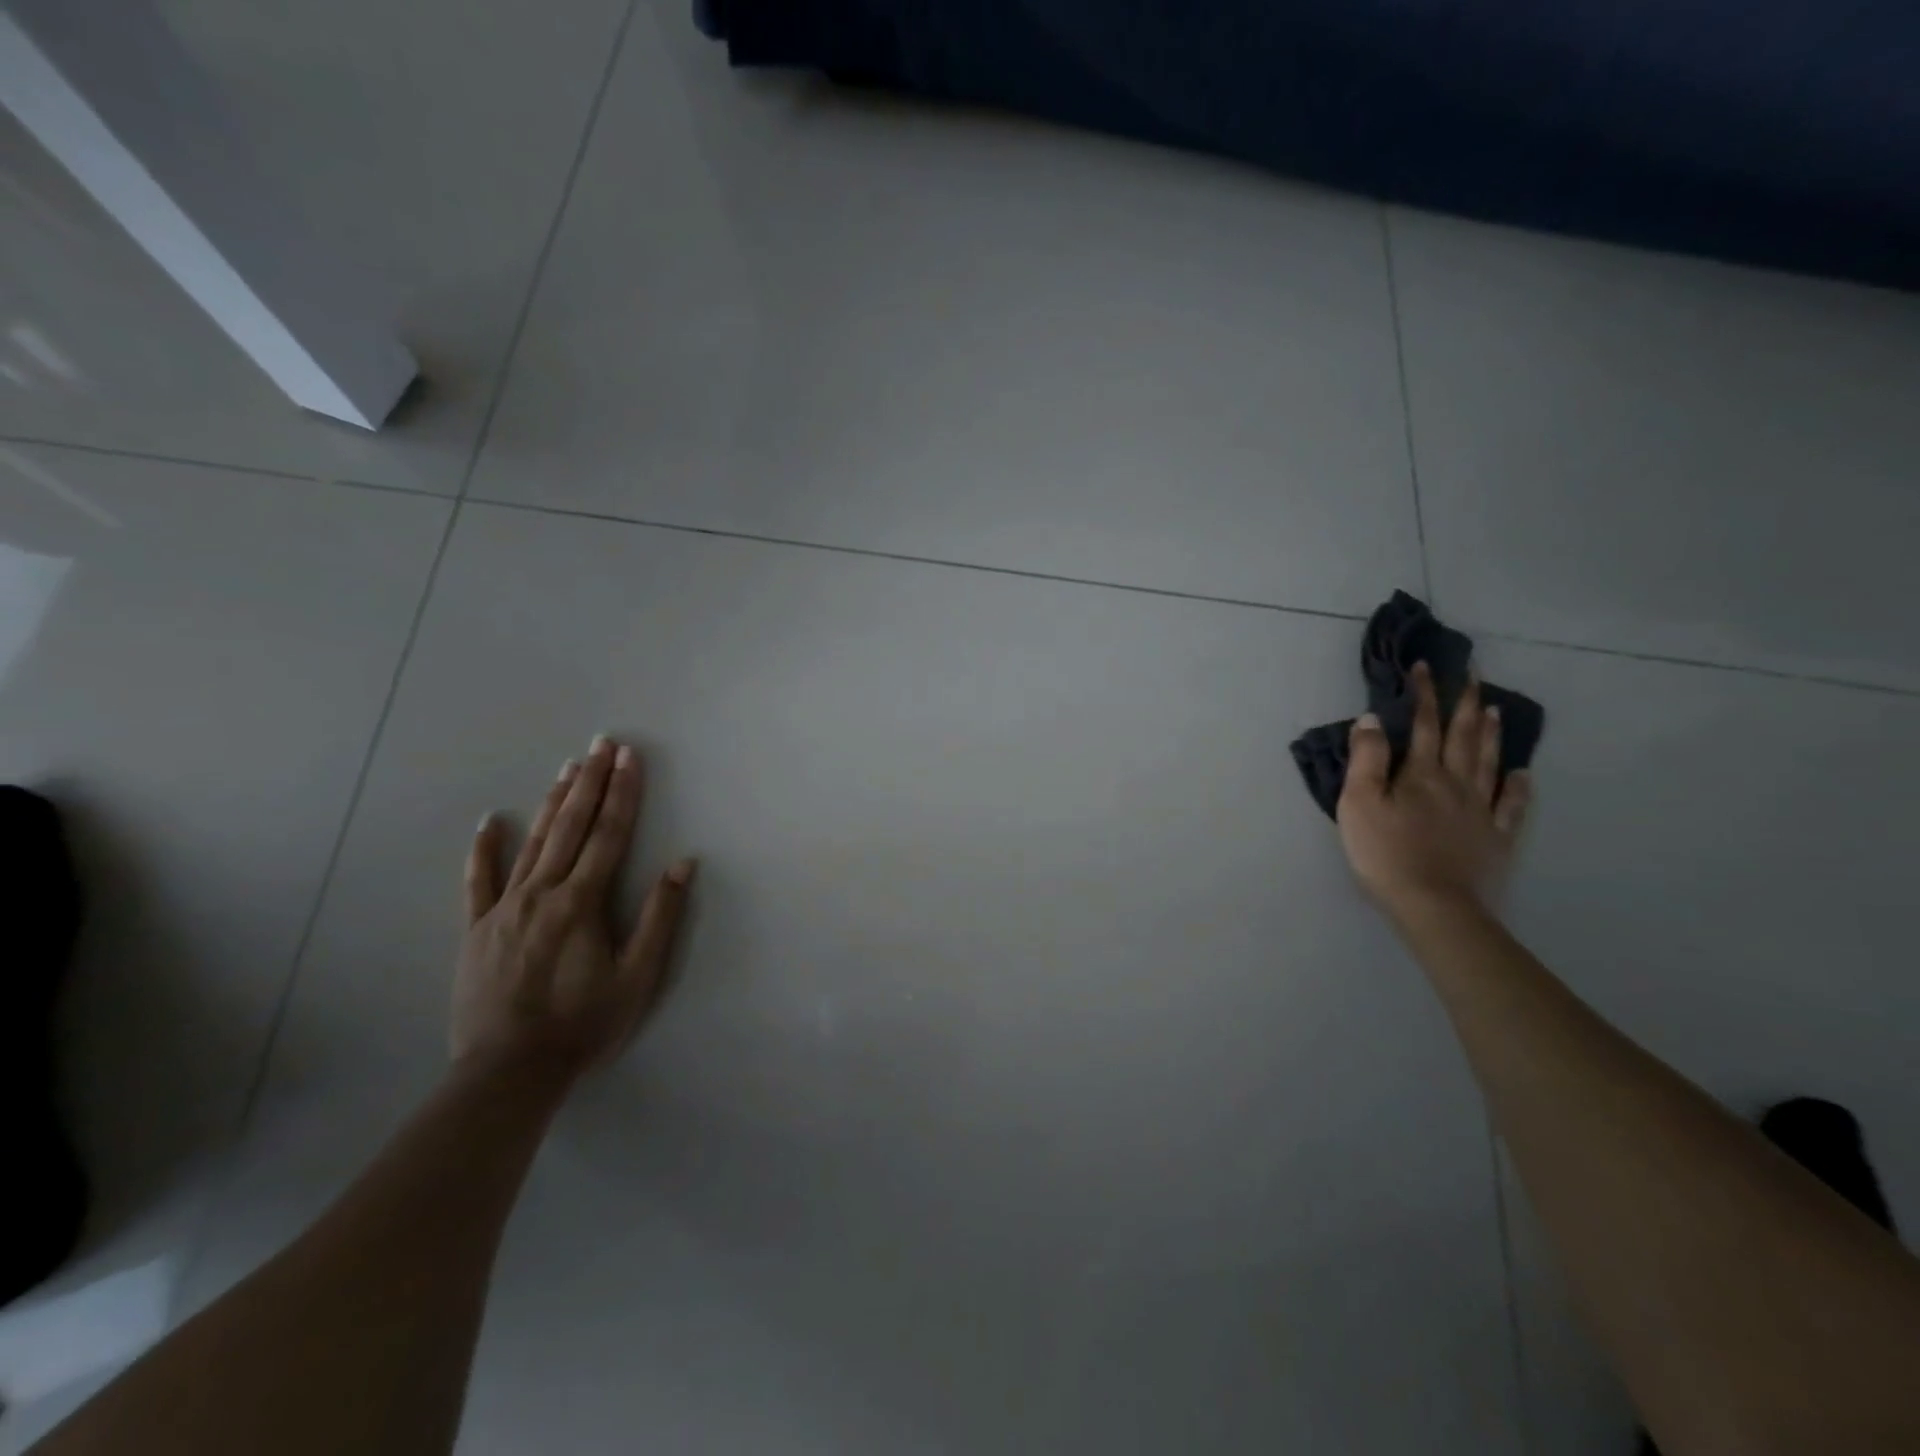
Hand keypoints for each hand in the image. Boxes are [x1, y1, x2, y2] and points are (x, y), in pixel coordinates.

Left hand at [455, 735, 695, 1078]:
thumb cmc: (584, 1024)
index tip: (629, 758)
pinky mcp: (476, 930)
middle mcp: (541, 893)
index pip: (608, 835)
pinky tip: (489, 822)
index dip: (622, 793)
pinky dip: (483, 850)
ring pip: (531, 844)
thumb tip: (681, 863)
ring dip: (552, 803)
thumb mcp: (638, 976)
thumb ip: (660, 917)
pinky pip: (478, 882)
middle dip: (590, 782)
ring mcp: (503, 909)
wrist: (509, 1072)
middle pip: (570, 827)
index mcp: (582, 902)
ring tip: (567, 767)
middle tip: (601, 744)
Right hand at [1336, 664, 1530, 915]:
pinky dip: (1517, 787)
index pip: (1423, 725)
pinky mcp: (1496, 839)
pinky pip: (1511, 806)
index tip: (1425, 667)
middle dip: (1464, 703)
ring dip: (1489, 734)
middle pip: (1462, 736)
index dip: (1424, 694)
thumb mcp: (1359, 802)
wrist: (1433, 905)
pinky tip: (1520, 773)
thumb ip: (1366, 759)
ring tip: (1493, 709)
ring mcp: (1481, 811)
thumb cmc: (1385, 852)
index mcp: (1420, 774)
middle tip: (1473, 675)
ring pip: (1487, 763)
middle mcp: (1455, 783)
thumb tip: (1373, 718)